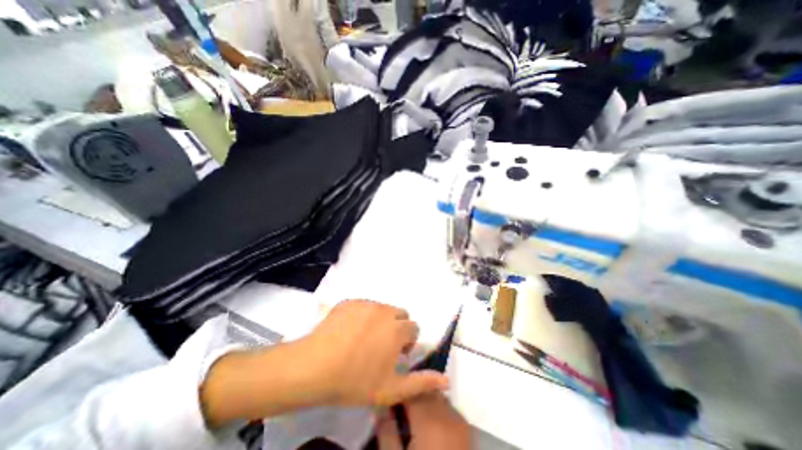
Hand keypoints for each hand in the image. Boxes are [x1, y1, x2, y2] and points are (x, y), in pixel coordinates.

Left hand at [305, 299, 448, 407]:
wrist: (314, 366)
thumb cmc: (355, 380)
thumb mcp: (391, 389)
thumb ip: (421, 383)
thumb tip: (446, 380)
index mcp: (398, 328)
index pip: (413, 328)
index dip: (407, 342)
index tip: (396, 355)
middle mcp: (385, 310)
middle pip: (400, 314)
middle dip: (397, 327)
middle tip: (382, 345)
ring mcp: (365, 303)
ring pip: (382, 308)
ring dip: (380, 320)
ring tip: (364, 339)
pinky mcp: (349, 301)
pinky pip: (363, 306)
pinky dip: (362, 315)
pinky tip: (348, 331)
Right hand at [378, 392, 471, 446]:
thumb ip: (387, 432)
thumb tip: (381, 407)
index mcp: (428, 422)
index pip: (412, 390)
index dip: (400, 388)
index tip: (391, 391)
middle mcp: (447, 415)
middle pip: (426, 390)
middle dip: (413, 392)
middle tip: (400, 401)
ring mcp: (460, 422)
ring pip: (438, 396)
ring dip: (425, 398)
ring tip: (413, 411)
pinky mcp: (466, 431)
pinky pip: (449, 407)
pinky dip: (438, 407)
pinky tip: (429, 421)